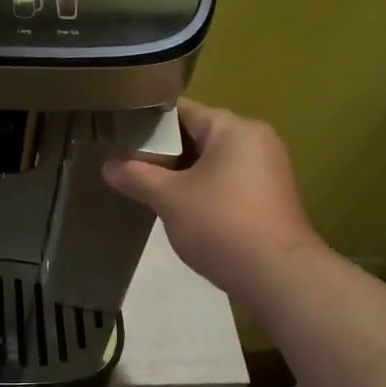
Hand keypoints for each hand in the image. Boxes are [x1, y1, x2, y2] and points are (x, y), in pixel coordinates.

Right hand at [102, 98, 324, 304]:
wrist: (278, 275)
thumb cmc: (222, 225)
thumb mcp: (170, 199)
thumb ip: (136, 176)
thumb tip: (107, 165)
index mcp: (233, 128)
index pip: (181, 111)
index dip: (147, 122)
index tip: (118, 135)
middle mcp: (255, 139)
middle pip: (196, 135)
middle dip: (162, 152)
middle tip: (126, 165)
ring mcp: (266, 169)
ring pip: (211, 161)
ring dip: (180, 173)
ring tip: (145, 187)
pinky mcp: (268, 196)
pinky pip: (226, 181)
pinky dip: (201, 189)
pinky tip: (178, 208)